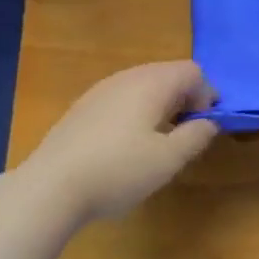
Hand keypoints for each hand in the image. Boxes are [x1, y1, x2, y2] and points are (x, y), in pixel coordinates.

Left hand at [23, 61, 218, 223]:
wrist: (49, 187)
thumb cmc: (118, 170)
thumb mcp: (169, 159)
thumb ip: (196, 135)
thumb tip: (209, 121)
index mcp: (152, 83)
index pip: (193, 72)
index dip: (207, 96)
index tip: (202, 127)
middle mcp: (127, 77)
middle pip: (168, 74)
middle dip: (184, 100)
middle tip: (184, 136)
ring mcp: (101, 90)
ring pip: (143, 86)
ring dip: (160, 107)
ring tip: (157, 143)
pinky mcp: (82, 107)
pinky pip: (122, 99)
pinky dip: (136, 113)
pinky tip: (125, 146)